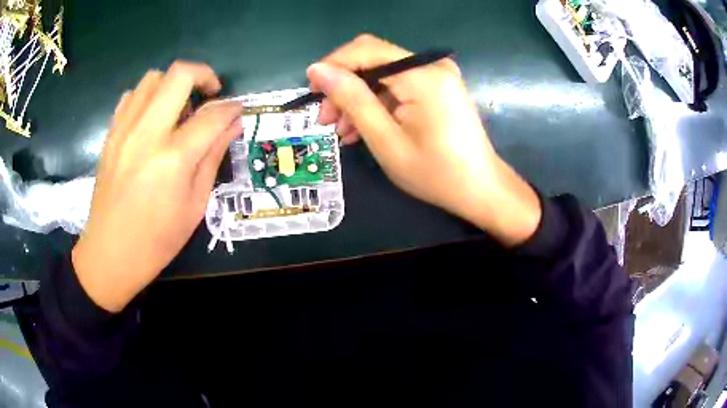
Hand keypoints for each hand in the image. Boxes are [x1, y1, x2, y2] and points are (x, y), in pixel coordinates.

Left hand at [72, 62, 242, 311]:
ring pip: (153, 78)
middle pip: (179, 75)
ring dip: (173, 84)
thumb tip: (232, 125)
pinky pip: (131, 96)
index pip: (211, 115)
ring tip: (179, 108)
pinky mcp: (111, 134)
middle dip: (204, 74)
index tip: (238, 109)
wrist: (110, 253)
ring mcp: (124, 130)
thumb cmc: (157, 240)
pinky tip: (152, 118)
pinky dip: (147, 97)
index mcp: (173, 158)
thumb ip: (213, 157)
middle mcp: (147, 133)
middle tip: (211, 93)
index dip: (231, 108)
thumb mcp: (194, 205)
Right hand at [307, 34, 541, 245]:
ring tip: (342, 131)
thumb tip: (318, 70)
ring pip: (383, 74)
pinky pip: (399, 85)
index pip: (366, 50)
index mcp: (422, 75)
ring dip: (358, 98)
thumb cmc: (435, 173)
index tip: (311, 92)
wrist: (480, 190)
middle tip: (326, 120)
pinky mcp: (439, 87)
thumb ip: (352, 99)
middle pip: (373, 60)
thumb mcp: (385, 140)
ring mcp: (438, 75)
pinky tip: (364, 127)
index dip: (333, 65)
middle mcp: (432, 65)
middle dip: (344, 86)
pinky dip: (378, 103)